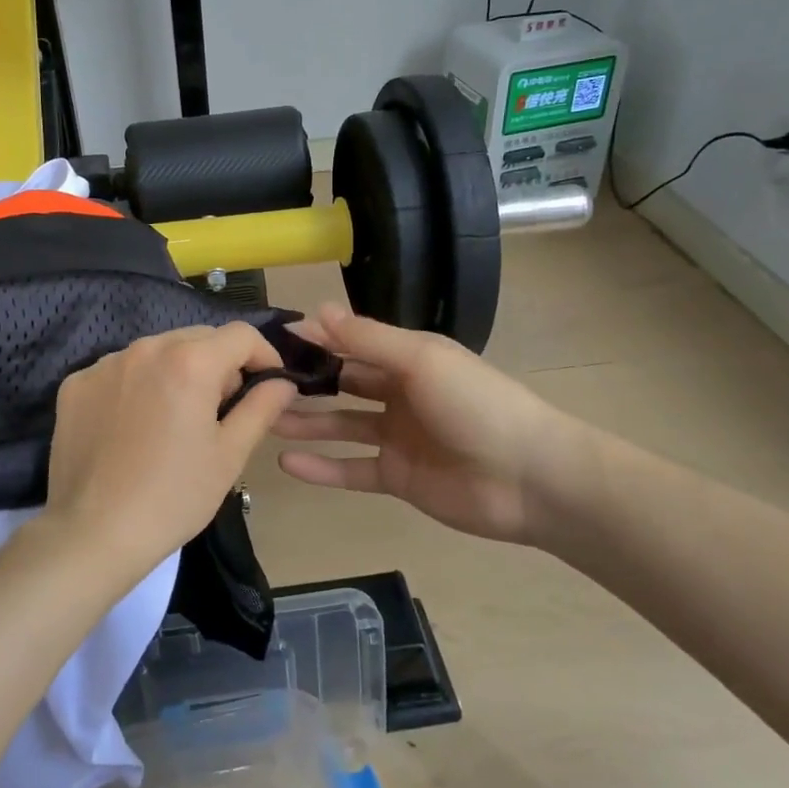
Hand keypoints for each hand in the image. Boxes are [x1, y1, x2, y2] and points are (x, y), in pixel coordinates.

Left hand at [43, 324, 298, 576]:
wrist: (93, 534)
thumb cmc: (173, 497)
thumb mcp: (229, 455)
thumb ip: (261, 407)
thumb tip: (282, 382)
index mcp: (189, 361)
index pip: (241, 335)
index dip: (264, 355)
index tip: (268, 385)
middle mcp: (145, 348)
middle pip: (198, 338)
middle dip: (220, 364)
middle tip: (222, 409)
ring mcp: (105, 364)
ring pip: (158, 352)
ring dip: (178, 372)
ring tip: (176, 418)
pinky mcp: (76, 384)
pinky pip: (121, 370)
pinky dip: (138, 385)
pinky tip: (135, 426)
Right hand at [274, 305, 590, 547]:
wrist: (529, 478)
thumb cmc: (475, 404)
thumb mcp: (420, 359)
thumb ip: (367, 339)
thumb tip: (316, 310)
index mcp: (409, 359)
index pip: (353, 343)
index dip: (316, 340)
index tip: (271, 340)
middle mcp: (400, 394)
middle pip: (344, 383)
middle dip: (305, 382)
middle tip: (259, 383)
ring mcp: (397, 437)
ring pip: (342, 425)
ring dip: (307, 422)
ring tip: (265, 419)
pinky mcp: (397, 477)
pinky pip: (352, 470)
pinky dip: (322, 468)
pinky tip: (287, 462)